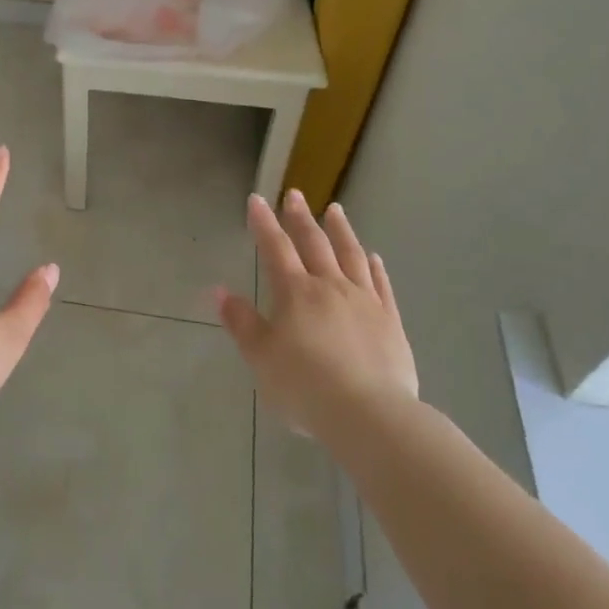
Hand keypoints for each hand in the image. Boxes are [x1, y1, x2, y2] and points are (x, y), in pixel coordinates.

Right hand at [215, 190, 417, 442]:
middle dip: (301, 217)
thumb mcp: (261, 357)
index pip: (275, 248)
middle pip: (314, 244)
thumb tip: (218, 290)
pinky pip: (381, 284)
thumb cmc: (305, 387)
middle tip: (295, 194)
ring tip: (336, 210)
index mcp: (296, 293)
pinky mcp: (390, 321)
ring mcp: (364, 301)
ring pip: (351, 256)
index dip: (264, 222)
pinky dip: (374, 267)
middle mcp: (330, 287)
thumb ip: (242, 322)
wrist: (369, 415)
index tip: (257, 199)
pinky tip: (372, 257)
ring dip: (341, 231)